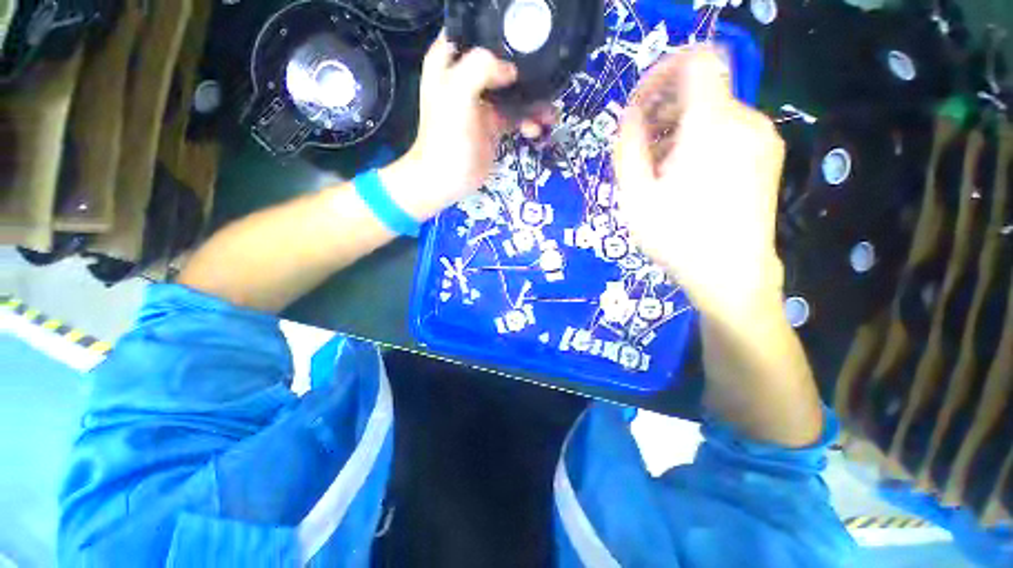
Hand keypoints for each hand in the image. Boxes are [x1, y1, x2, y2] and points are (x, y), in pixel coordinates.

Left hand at [386, 33, 550, 220]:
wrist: (447, 181)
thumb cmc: (447, 139)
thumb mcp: (457, 96)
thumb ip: (480, 68)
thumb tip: (512, 69)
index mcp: (449, 61)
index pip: (476, 32)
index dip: (500, 37)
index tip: (524, 46)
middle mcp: (466, 77)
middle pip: (501, 61)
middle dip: (525, 71)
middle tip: (546, 80)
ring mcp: (482, 102)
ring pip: (513, 90)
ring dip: (533, 100)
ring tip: (549, 113)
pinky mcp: (493, 125)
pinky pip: (516, 115)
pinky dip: (529, 120)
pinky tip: (536, 129)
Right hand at [613, 46, 785, 319]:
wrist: (731, 274)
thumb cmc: (677, 236)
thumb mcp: (635, 195)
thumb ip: (628, 147)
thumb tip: (630, 114)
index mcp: (712, 124)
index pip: (696, 60)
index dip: (664, 72)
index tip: (641, 105)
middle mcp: (746, 120)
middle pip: (702, 89)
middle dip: (665, 110)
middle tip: (642, 148)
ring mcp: (763, 138)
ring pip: (714, 112)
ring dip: (680, 129)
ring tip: (660, 169)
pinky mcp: (768, 156)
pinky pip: (730, 130)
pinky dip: (702, 140)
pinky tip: (687, 176)